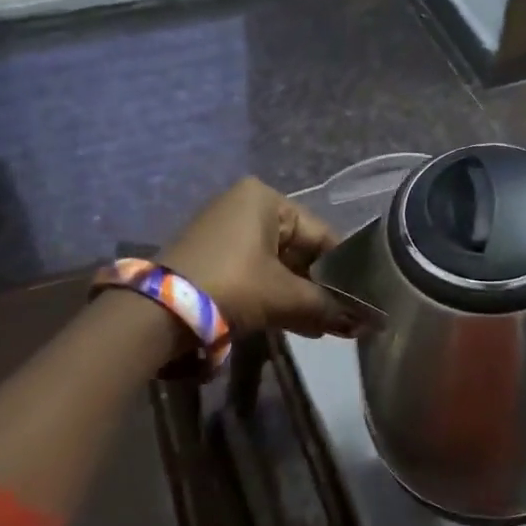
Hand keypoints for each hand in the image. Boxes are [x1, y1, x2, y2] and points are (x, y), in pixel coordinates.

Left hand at [163, 179, 354, 337]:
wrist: (158, 312)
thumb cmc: (232, 286)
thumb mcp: (285, 296)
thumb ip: (327, 307)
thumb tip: (367, 325)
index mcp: (265, 198)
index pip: (321, 234)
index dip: (343, 270)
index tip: (360, 300)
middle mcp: (245, 205)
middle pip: (299, 249)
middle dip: (320, 287)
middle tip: (343, 318)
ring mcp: (225, 231)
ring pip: (278, 265)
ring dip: (300, 296)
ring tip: (323, 327)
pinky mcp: (211, 256)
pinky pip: (256, 273)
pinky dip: (275, 296)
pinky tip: (296, 322)